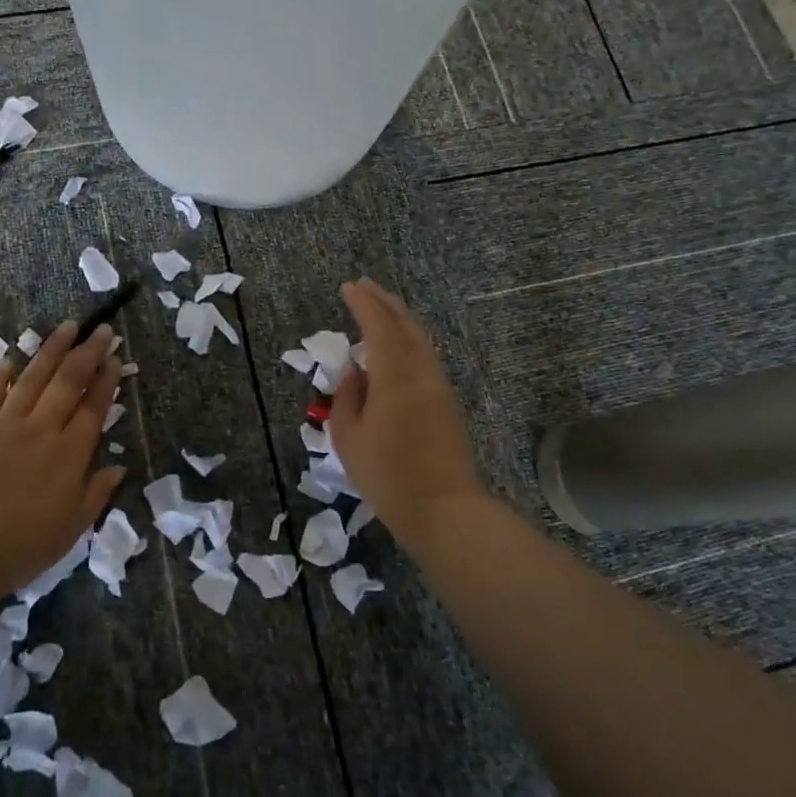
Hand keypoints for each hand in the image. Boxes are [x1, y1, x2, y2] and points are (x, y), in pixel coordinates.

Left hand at [0, 321, 124, 601]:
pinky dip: (3, 373)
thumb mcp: (71, 528)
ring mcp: (5, 424)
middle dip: (88, 352)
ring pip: (33, 377)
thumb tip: (120, 467)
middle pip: (68, 381)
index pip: (94, 407)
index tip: (116, 356)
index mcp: (70, 453)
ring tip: (67, 326)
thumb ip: (96, 493)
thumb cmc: (19, 546)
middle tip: (101, 328)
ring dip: (52, 350)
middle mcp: (41, 429)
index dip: (107, 380)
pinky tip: (13, 357)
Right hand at [329, 278, 484, 551]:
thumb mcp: (349, 438)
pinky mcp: (448, 402)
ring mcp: (439, 386)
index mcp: (395, 376)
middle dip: (384, 300)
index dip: (363, 303)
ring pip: (420, 338)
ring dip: (399, 318)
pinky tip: (396, 347)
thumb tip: (354, 372)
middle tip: (364, 286)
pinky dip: (408, 339)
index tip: (347, 287)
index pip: (379, 325)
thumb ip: (347, 397)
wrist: (444, 510)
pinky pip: (425, 356)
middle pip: (405, 324)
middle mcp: (421, 372)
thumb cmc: (388, 476)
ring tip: (380, 309)